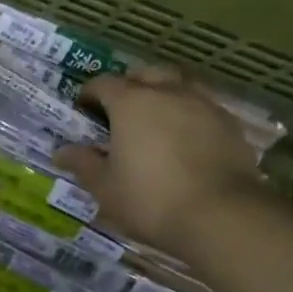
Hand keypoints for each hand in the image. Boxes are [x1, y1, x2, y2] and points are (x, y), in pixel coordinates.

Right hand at [55, 68, 261, 258]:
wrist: (223, 217)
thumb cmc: (150, 199)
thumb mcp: (105, 187)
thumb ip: (83, 164)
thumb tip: (62, 152)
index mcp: (130, 103)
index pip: (103, 83)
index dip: (89, 94)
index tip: (83, 110)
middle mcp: (168, 93)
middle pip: (146, 74)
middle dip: (130, 85)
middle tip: (120, 111)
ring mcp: (204, 106)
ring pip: (179, 86)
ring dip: (164, 96)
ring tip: (156, 122)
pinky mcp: (231, 126)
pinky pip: (203, 108)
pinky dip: (189, 116)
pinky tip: (186, 140)